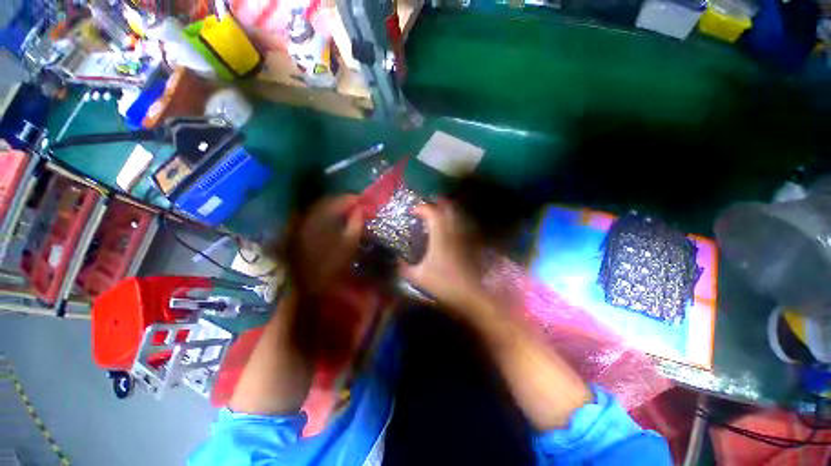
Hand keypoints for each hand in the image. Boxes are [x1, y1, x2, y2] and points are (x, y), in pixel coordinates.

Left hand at [289, 195, 362, 294]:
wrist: (308, 284)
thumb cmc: (331, 266)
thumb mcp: (348, 245)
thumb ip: (355, 225)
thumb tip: (361, 209)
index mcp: (322, 220)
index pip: (338, 201)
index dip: (352, 199)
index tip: (363, 201)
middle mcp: (310, 217)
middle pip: (328, 200)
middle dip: (344, 200)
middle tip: (357, 205)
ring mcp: (303, 222)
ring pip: (321, 206)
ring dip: (335, 206)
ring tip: (348, 210)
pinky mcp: (300, 229)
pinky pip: (315, 214)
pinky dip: (327, 213)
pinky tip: (334, 219)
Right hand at [399, 202, 482, 311]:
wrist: (472, 293)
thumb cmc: (444, 283)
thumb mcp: (419, 277)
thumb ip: (405, 268)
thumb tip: (397, 261)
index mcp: (439, 236)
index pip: (431, 212)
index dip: (421, 208)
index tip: (412, 211)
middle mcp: (453, 230)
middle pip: (448, 207)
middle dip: (437, 203)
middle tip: (427, 206)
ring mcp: (464, 235)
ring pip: (457, 214)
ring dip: (447, 210)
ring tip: (438, 212)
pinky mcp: (471, 242)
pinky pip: (463, 224)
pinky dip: (455, 220)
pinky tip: (450, 227)